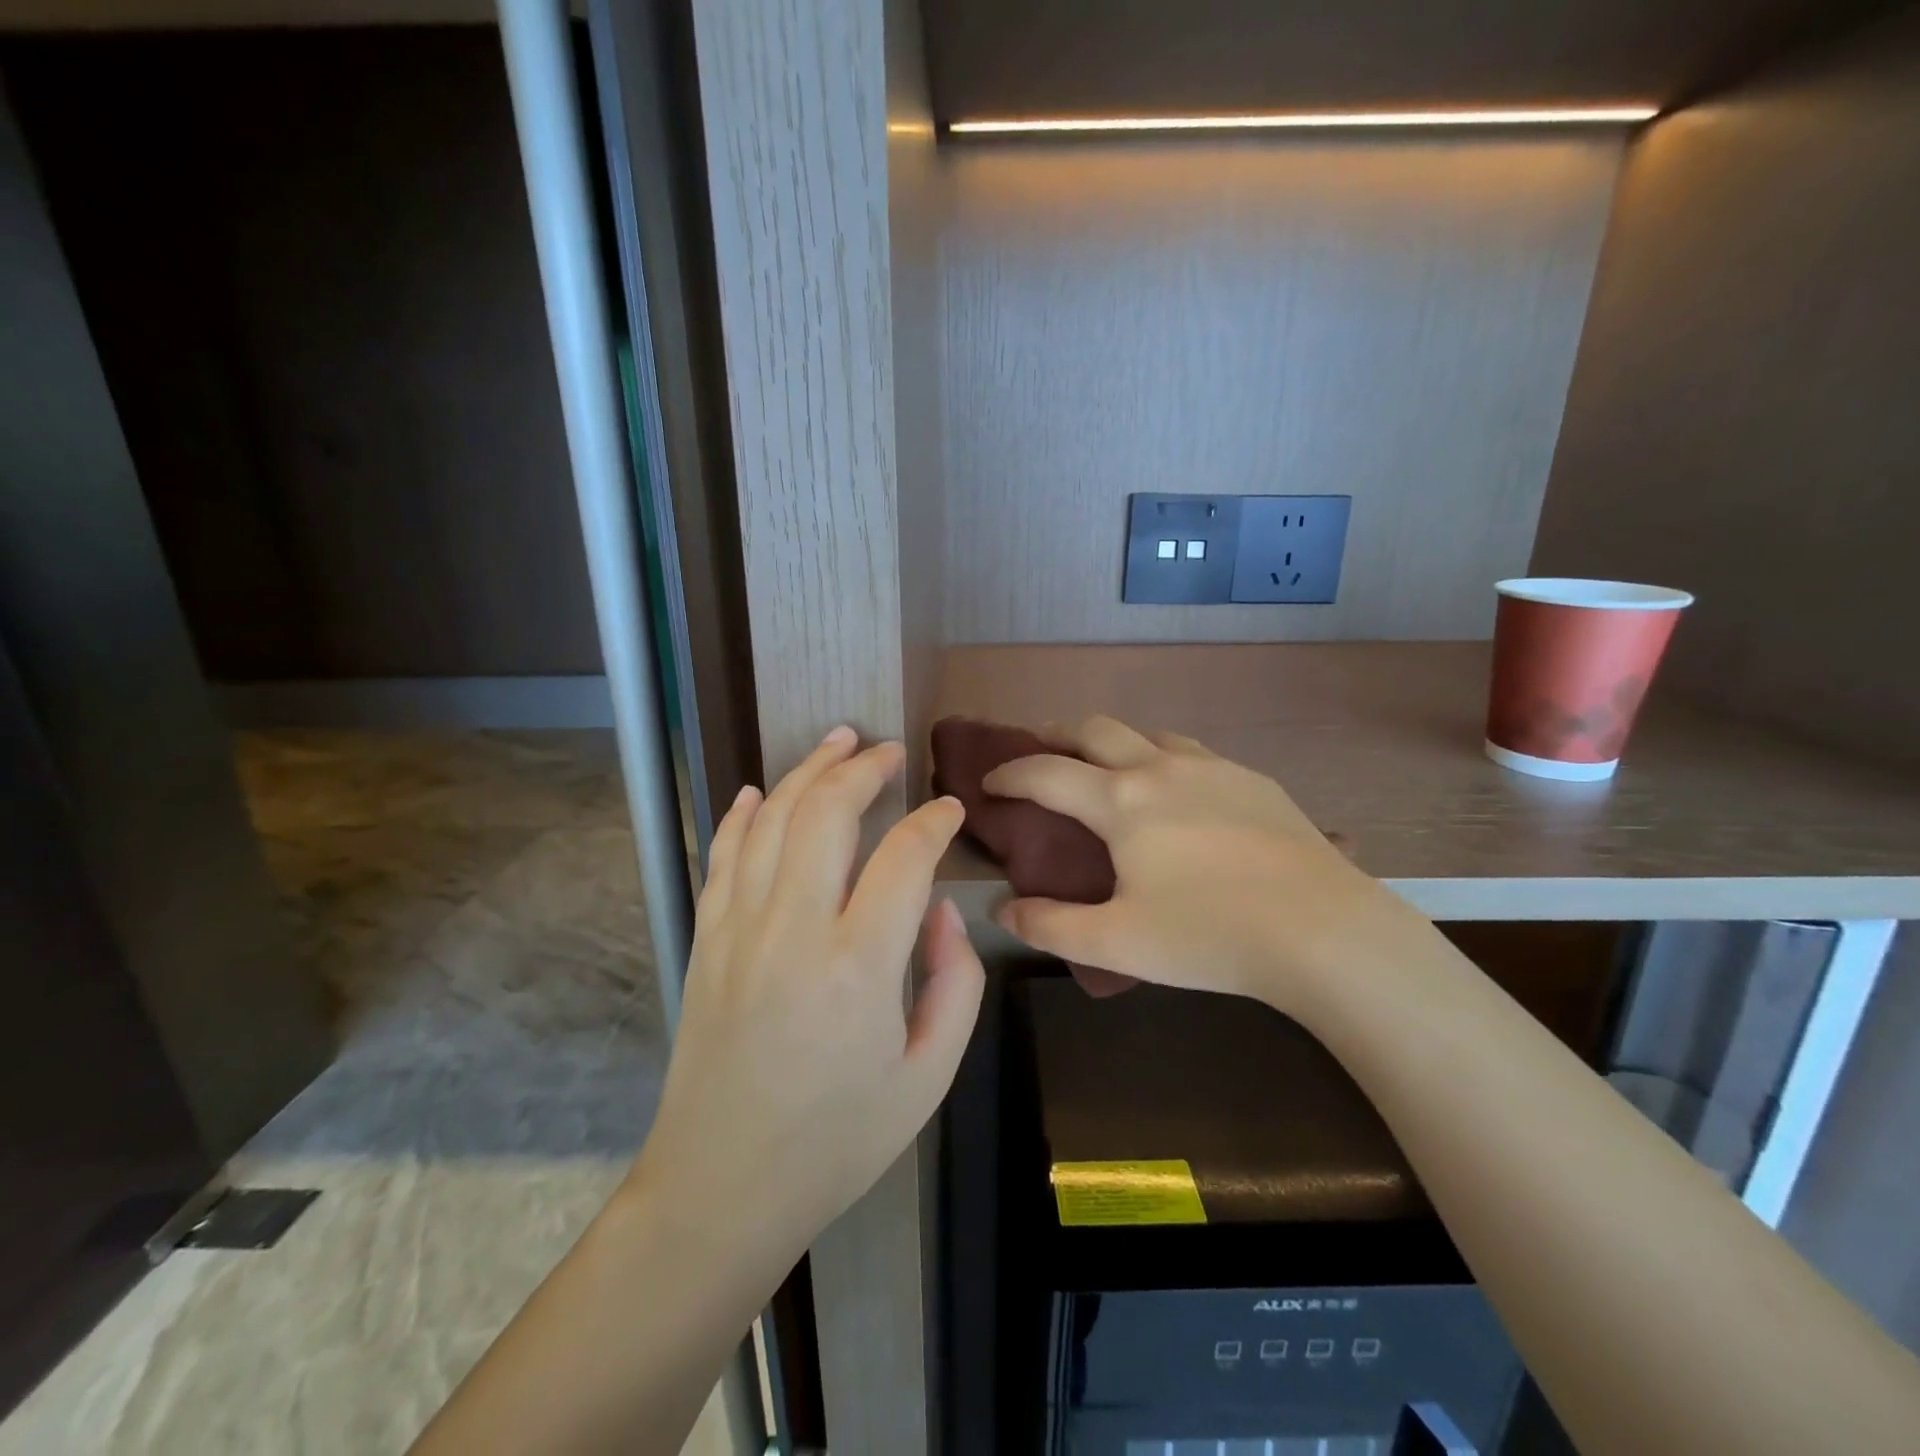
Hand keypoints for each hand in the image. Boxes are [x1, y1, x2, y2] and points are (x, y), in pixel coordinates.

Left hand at [628, 727, 984, 1265]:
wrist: (722, 1187)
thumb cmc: (837, 1140)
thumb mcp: (928, 1076)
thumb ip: (955, 982)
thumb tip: (939, 908)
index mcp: (858, 966)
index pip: (904, 857)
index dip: (933, 822)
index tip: (950, 809)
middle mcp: (793, 930)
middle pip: (826, 813)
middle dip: (863, 769)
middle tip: (891, 752)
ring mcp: (739, 929)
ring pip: (771, 820)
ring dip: (807, 771)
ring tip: (838, 741)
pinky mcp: (707, 940)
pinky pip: (724, 856)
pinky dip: (743, 814)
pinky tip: (758, 791)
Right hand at [984, 717, 1423, 1013]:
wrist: (1324, 931)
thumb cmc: (1209, 936)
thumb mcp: (1116, 942)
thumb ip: (1050, 925)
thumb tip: (1003, 909)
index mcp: (1121, 801)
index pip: (1046, 772)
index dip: (1009, 773)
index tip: (989, 782)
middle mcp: (1161, 768)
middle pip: (1096, 729)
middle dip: (1057, 734)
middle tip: (1039, 751)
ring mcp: (1213, 768)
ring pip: (1149, 734)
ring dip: (1115, 742)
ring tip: (1109, 768)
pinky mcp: (1254, 781)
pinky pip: (1194, 753)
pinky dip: (1164, 758)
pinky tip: (1180, 791)